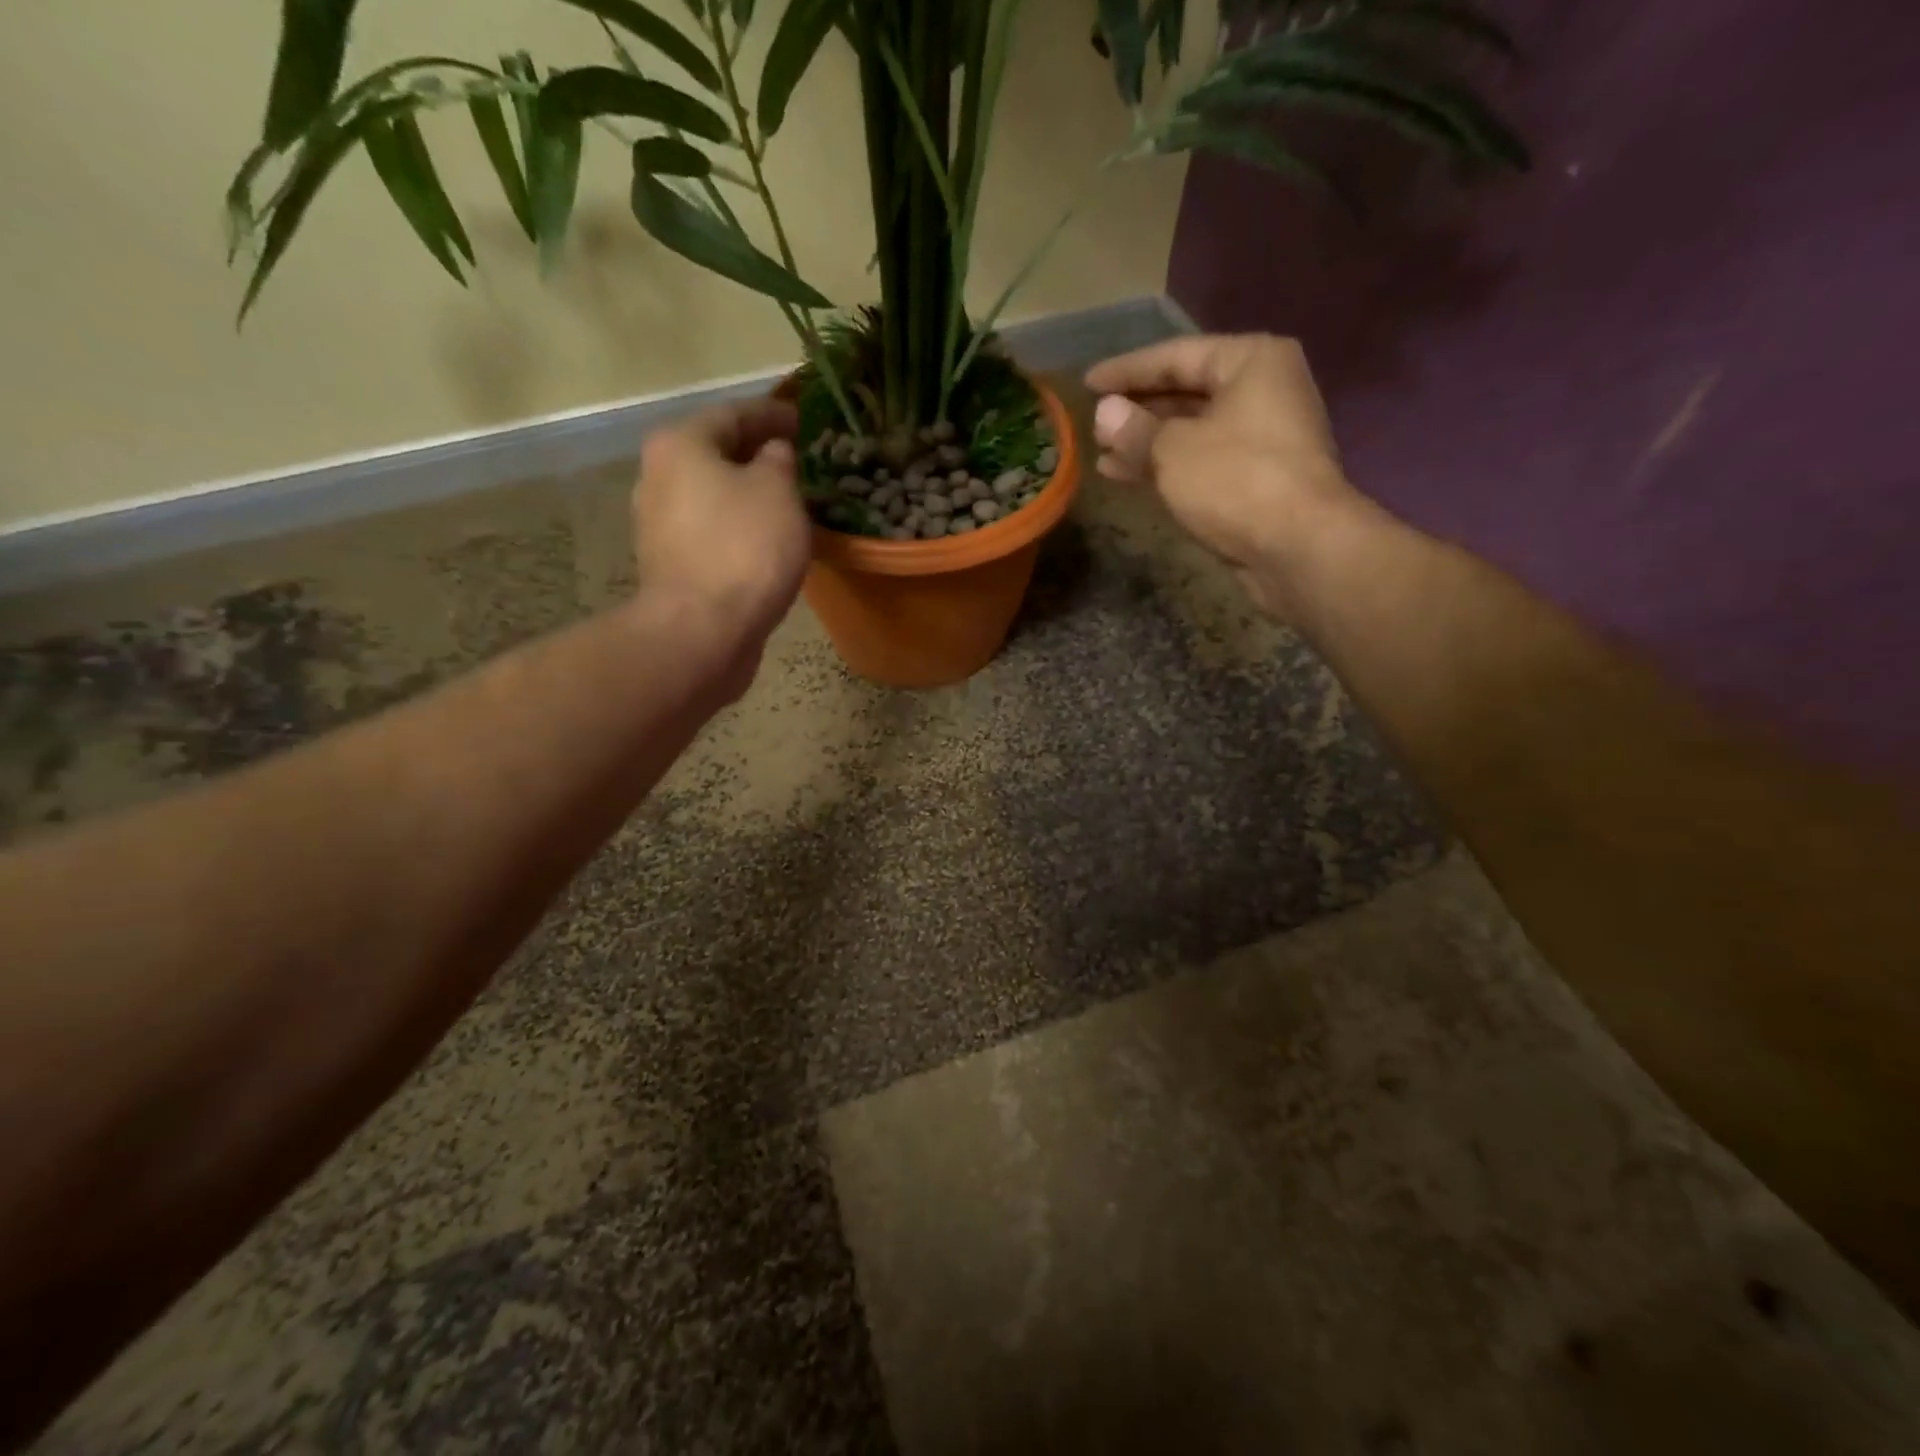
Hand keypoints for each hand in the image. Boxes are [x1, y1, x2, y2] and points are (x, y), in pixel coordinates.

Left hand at [632, 398, 809, 652]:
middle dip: (757, 455)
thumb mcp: (778, 492)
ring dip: (747, 495)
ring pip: (713, 495)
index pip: (734, 414)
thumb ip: (779, 461)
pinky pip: (712, 532)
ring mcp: (659, 525)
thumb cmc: (744, 549)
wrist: (702, 630)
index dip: (773, 414)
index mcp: (681, 445)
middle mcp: (658, 476)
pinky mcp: (670, 565)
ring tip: (788, 502)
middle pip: (716, 454)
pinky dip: (739, 527)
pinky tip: (767, 539)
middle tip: (798, 460)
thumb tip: (773, 453)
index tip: (803, 419)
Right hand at [1086, 334, 1360, 620]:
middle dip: (1138, 410)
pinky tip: (1129, 476)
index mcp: (1251, 361)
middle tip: (1094, 422)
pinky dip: (1167, 465)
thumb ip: (1134, 429)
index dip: (1127, 370)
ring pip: (1193, 430)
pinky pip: (1202, 459)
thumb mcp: (1173, 450)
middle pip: (1187, 391)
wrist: (1297, 546)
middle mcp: (1264, 389)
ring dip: (1147, 443)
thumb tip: (1104, 413)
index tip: (1087, 383)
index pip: (1176, 355)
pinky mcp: (1257, 476)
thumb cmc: (1235, 480)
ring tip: (1102, 457)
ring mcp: (1264, 435)